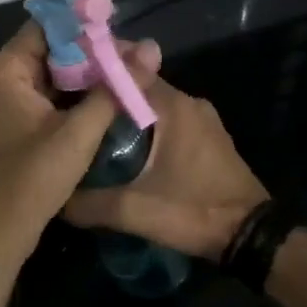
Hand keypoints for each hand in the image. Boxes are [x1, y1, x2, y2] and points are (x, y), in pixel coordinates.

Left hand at [0, 22, 161, 262]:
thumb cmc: (32, 178)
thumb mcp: (79, 132)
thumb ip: (115, 89)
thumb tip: (151, 49)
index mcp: (7, 69)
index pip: (48, 25)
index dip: (85, 24)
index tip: (122, 30)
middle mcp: (2, 76)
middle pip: (52, 47)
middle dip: (92, 50)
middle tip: (133, 56)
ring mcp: (8, 99)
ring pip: (54, 71)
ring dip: (88, 72)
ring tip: (128, 73)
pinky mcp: (17, 119)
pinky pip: (50, 92)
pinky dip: (76, 93)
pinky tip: (107, 97)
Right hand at [64, 76, 267, 261]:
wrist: (250, 236)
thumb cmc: (194, 212)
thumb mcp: (135, 211)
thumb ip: (90, 203)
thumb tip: (56, 197)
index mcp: (173, 107)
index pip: (129, 70)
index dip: (96, 70)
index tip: (65, 76)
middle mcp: (190, 103)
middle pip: (140, 86)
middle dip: (107, 92)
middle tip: (69, 102)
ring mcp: (203, 120)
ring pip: (154, 105)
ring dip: (126, 110)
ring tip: (89, 124)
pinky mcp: (208, 139)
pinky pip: (169, 121)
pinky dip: (145, 125)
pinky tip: (122, 145)